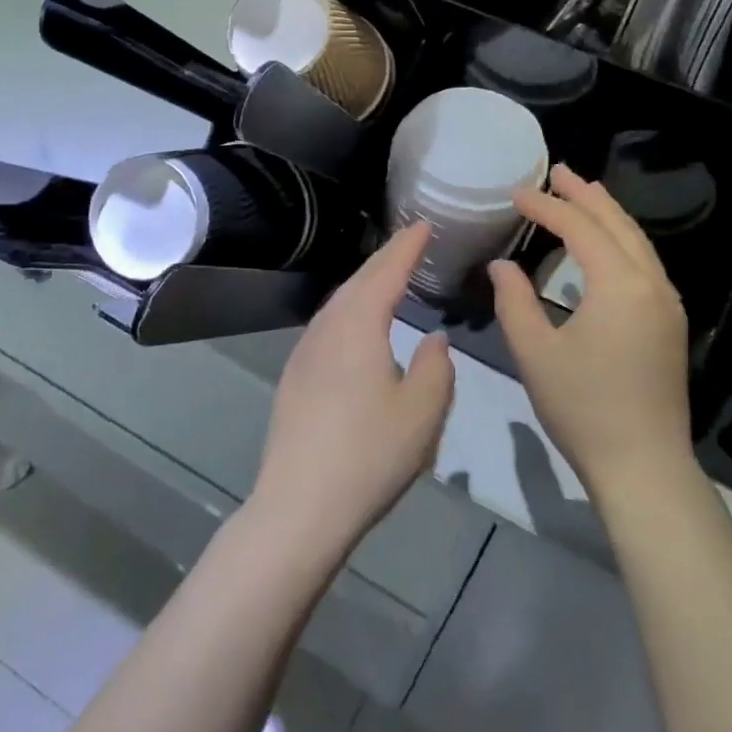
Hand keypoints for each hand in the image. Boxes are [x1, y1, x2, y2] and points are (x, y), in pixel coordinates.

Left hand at [251, 223, 454, 561]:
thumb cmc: (369, 454)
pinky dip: (351, 309)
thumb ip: (436, 367)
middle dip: (386, 259)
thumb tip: (433, 339)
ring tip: (389, 276)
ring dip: (366, 284)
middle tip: (411, 242)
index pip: (387, 271)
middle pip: (359, 281)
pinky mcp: (295, 377)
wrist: (298, 506)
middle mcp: (327, 328)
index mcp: (358, 325)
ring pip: (340, 302)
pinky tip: (359, 326)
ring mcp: (305, 352)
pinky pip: (329, 325)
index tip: (425, 225)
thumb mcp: (423, 411)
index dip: (408, 247)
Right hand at [489, 165, 691, 499]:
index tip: (516, 193)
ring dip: (608, 214)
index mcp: (618, 285)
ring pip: (637, 241)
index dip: (546, 207)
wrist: (644, 467)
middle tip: (558, 171)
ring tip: (583, 193)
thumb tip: (502, 264)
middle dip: (585, 195)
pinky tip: (605, 244)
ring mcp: (666, 303)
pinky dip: (621, 240)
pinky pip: (645, 262)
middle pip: (616, 223)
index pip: (579, 228)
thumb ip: (513, 301)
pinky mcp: (669, 323)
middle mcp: (650, 283)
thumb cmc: (583, 409)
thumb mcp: (535, 353)